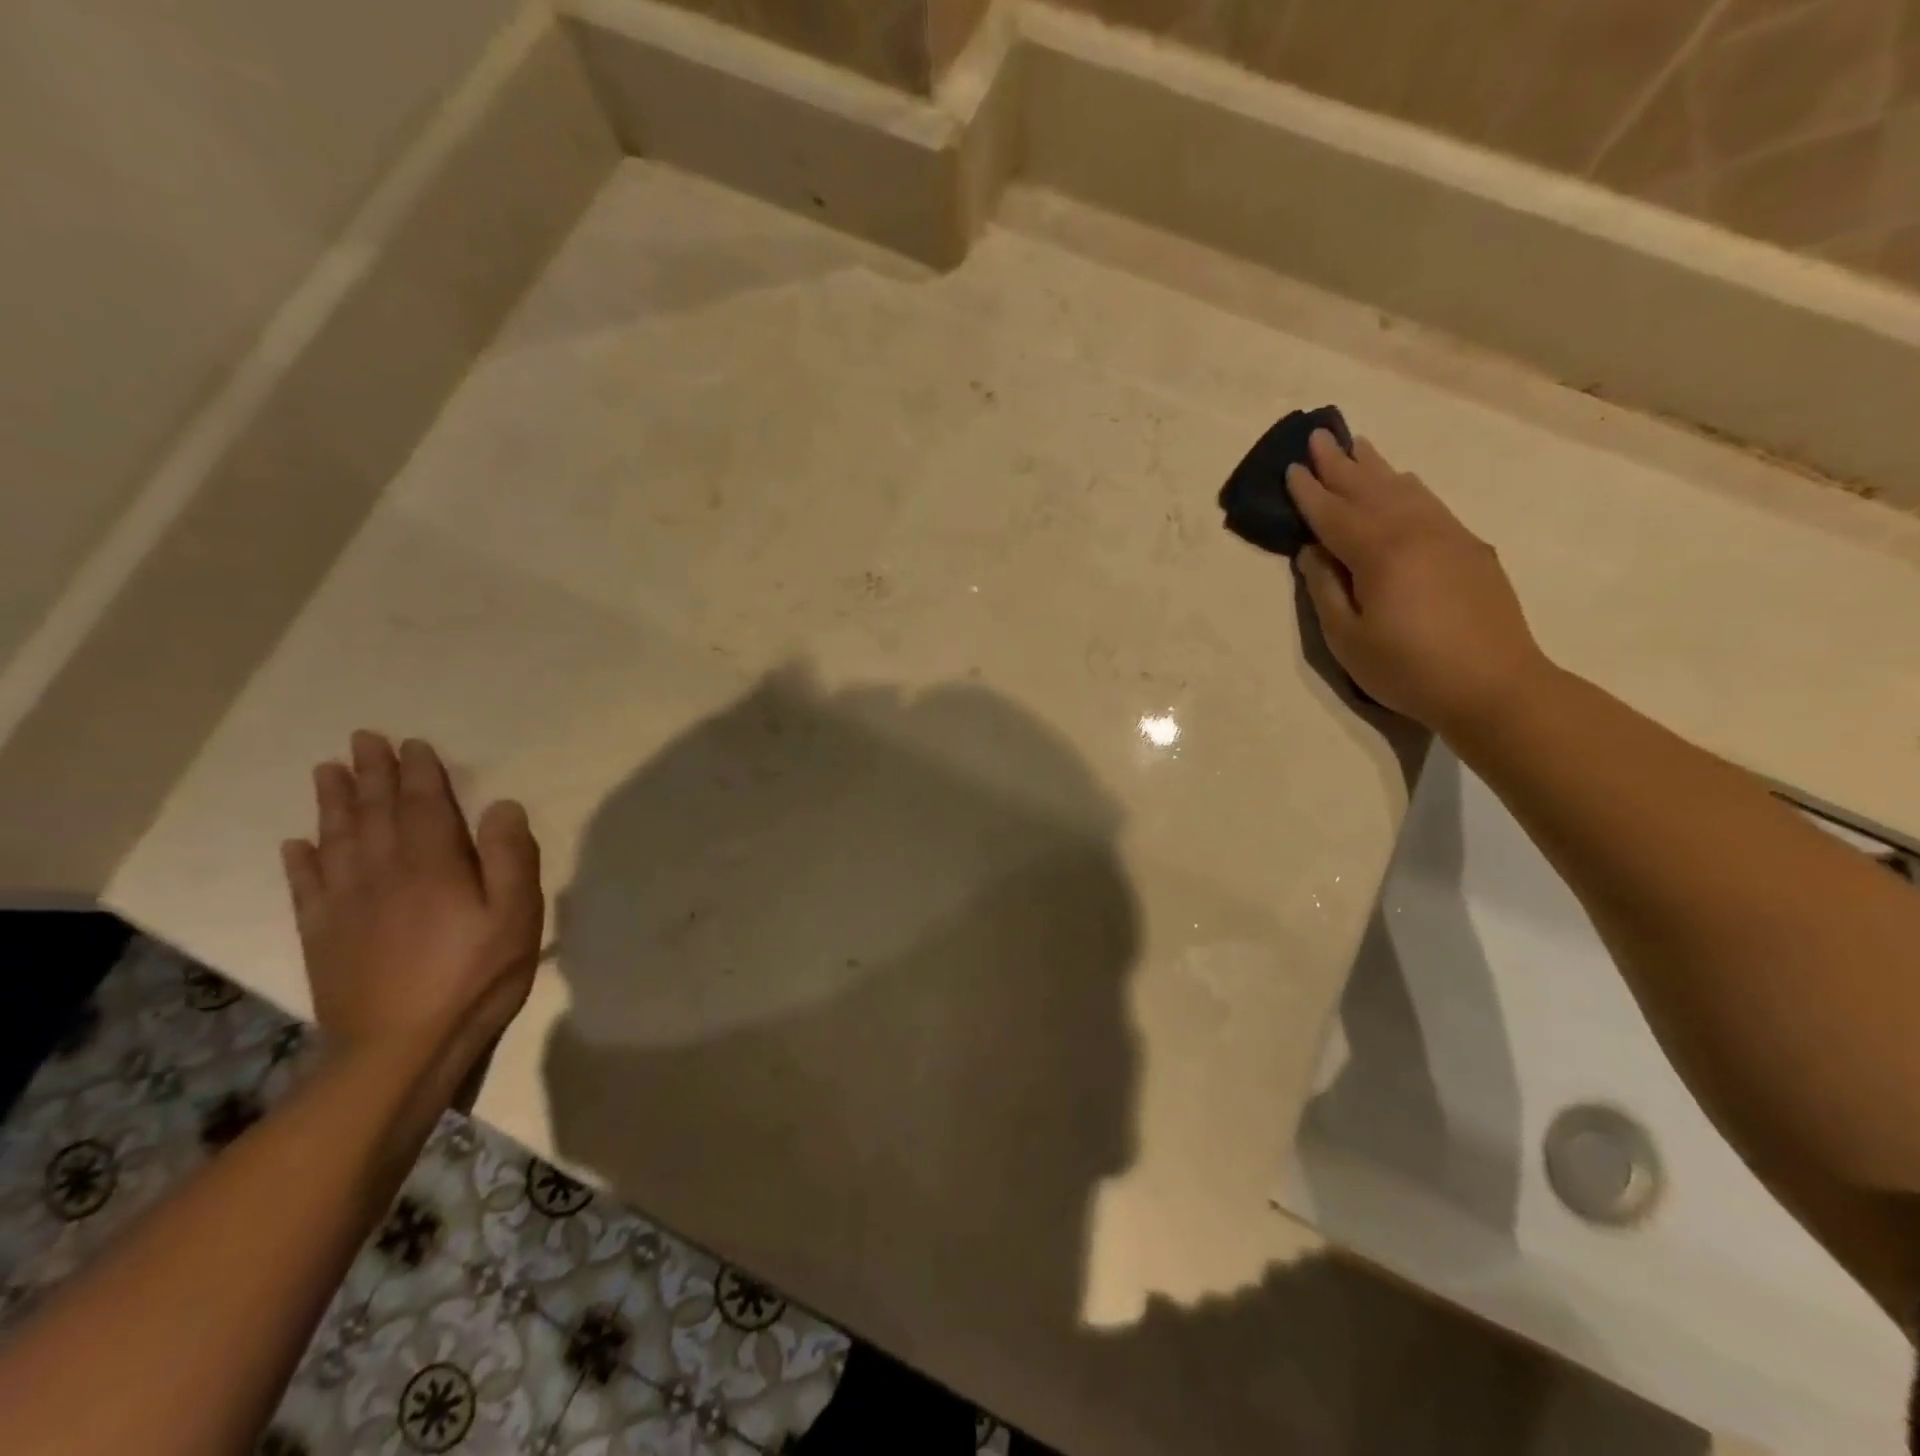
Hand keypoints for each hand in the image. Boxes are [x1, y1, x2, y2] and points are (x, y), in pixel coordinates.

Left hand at [281, 732, 543, 1064]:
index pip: (424, 805)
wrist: (399, 1050)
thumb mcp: (516, 916)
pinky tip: (297, 845)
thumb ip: (510, 857)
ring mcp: (346, 905)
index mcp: (433, 865)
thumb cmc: (474, 978)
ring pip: (337, 840)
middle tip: (361, 740)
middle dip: (371, 774)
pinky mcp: (324, 937)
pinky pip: (307, 888)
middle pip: (375, 813)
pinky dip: (301, 862)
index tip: (410, 743)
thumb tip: (501, 806)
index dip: (419, 772)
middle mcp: (383, 873)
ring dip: (333, 804)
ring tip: (327, 772)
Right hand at [1289, 431, 1549, 734]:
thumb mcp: (1348, 639)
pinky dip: (1408, 487)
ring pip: (1404, 490)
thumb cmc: (1408, 669)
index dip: (1309, 492)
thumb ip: (1326, 589)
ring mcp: (1449, 535)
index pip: (1334, 514)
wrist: (1495, 686)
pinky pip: (1430, 503)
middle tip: (1320, 434)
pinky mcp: (1471, 548)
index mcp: (1380, 553)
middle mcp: (1415, 531)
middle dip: (1341, 463)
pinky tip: (1402, 482)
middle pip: (1370, 489)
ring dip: (1376, 467)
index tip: (1292, 466)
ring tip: (1357, 445)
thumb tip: (1312, 552)